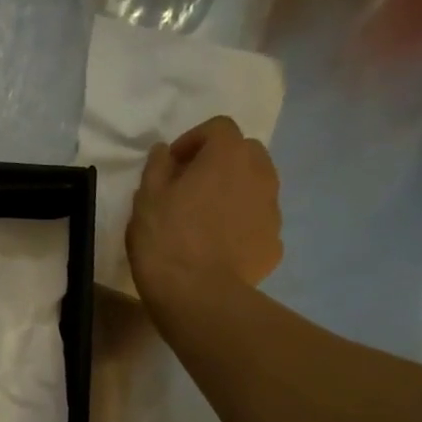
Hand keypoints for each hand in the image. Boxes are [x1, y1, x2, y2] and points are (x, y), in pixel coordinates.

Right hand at [126, 115, 282, 315]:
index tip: (173, 163)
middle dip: (220, 162)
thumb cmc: (166, 239)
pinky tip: (219, 246)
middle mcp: (260, 174)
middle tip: (192, 186)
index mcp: (227, 156)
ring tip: (206, 218)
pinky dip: (242, 224)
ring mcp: (272, 209)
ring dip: (234, 191)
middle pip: (246, 152)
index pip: (219, 127)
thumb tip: (165, 151)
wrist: (198, 294)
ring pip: (257, 186)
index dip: (194, 139)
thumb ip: (157, 166)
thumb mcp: (146, 198)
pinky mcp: (274, 242)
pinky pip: (258, 222)